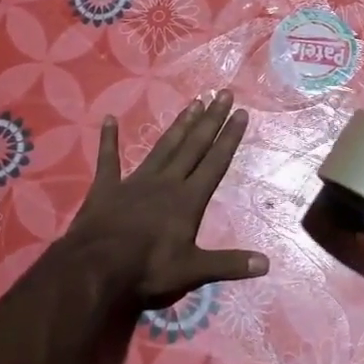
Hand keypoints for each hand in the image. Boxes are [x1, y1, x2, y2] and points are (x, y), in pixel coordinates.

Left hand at [64, 90, 267, 308]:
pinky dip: (108, 139)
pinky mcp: (106, 187)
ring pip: (163, 147)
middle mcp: (166, 182)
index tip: (241, 113)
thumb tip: (267, 264)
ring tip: (194, 102)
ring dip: (180, 125)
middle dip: (211, 120)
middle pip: (193, 146)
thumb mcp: (193, 270)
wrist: (96, 267)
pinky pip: (108, 159)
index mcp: (188, 199)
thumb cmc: (148, 268)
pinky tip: (109, 119)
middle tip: (223, 93)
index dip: (229, 138)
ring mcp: (135, 181)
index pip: (215, 162)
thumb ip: (229, 264)